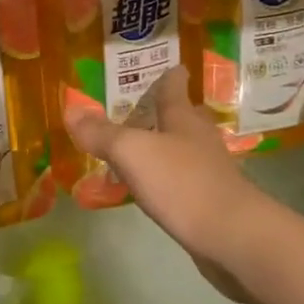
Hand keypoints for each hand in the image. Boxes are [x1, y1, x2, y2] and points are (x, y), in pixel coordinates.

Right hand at [62, 67, 270, 299]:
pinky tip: (152, 188)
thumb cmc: (182, 183)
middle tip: (138, 108)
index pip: (174, 86)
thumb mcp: (133, 153)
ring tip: (137, 148)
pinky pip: (183, 180)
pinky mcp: (211, 201)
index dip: (168, 75)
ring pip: (183, 148)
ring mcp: (209, 170)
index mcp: (184, 118)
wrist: (233, 237)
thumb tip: (71, 109)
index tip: (166, 66)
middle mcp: (199, 138)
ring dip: (163, 146)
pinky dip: (167, 178)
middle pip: (183, 116)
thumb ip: (101, 133)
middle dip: (164, 111)